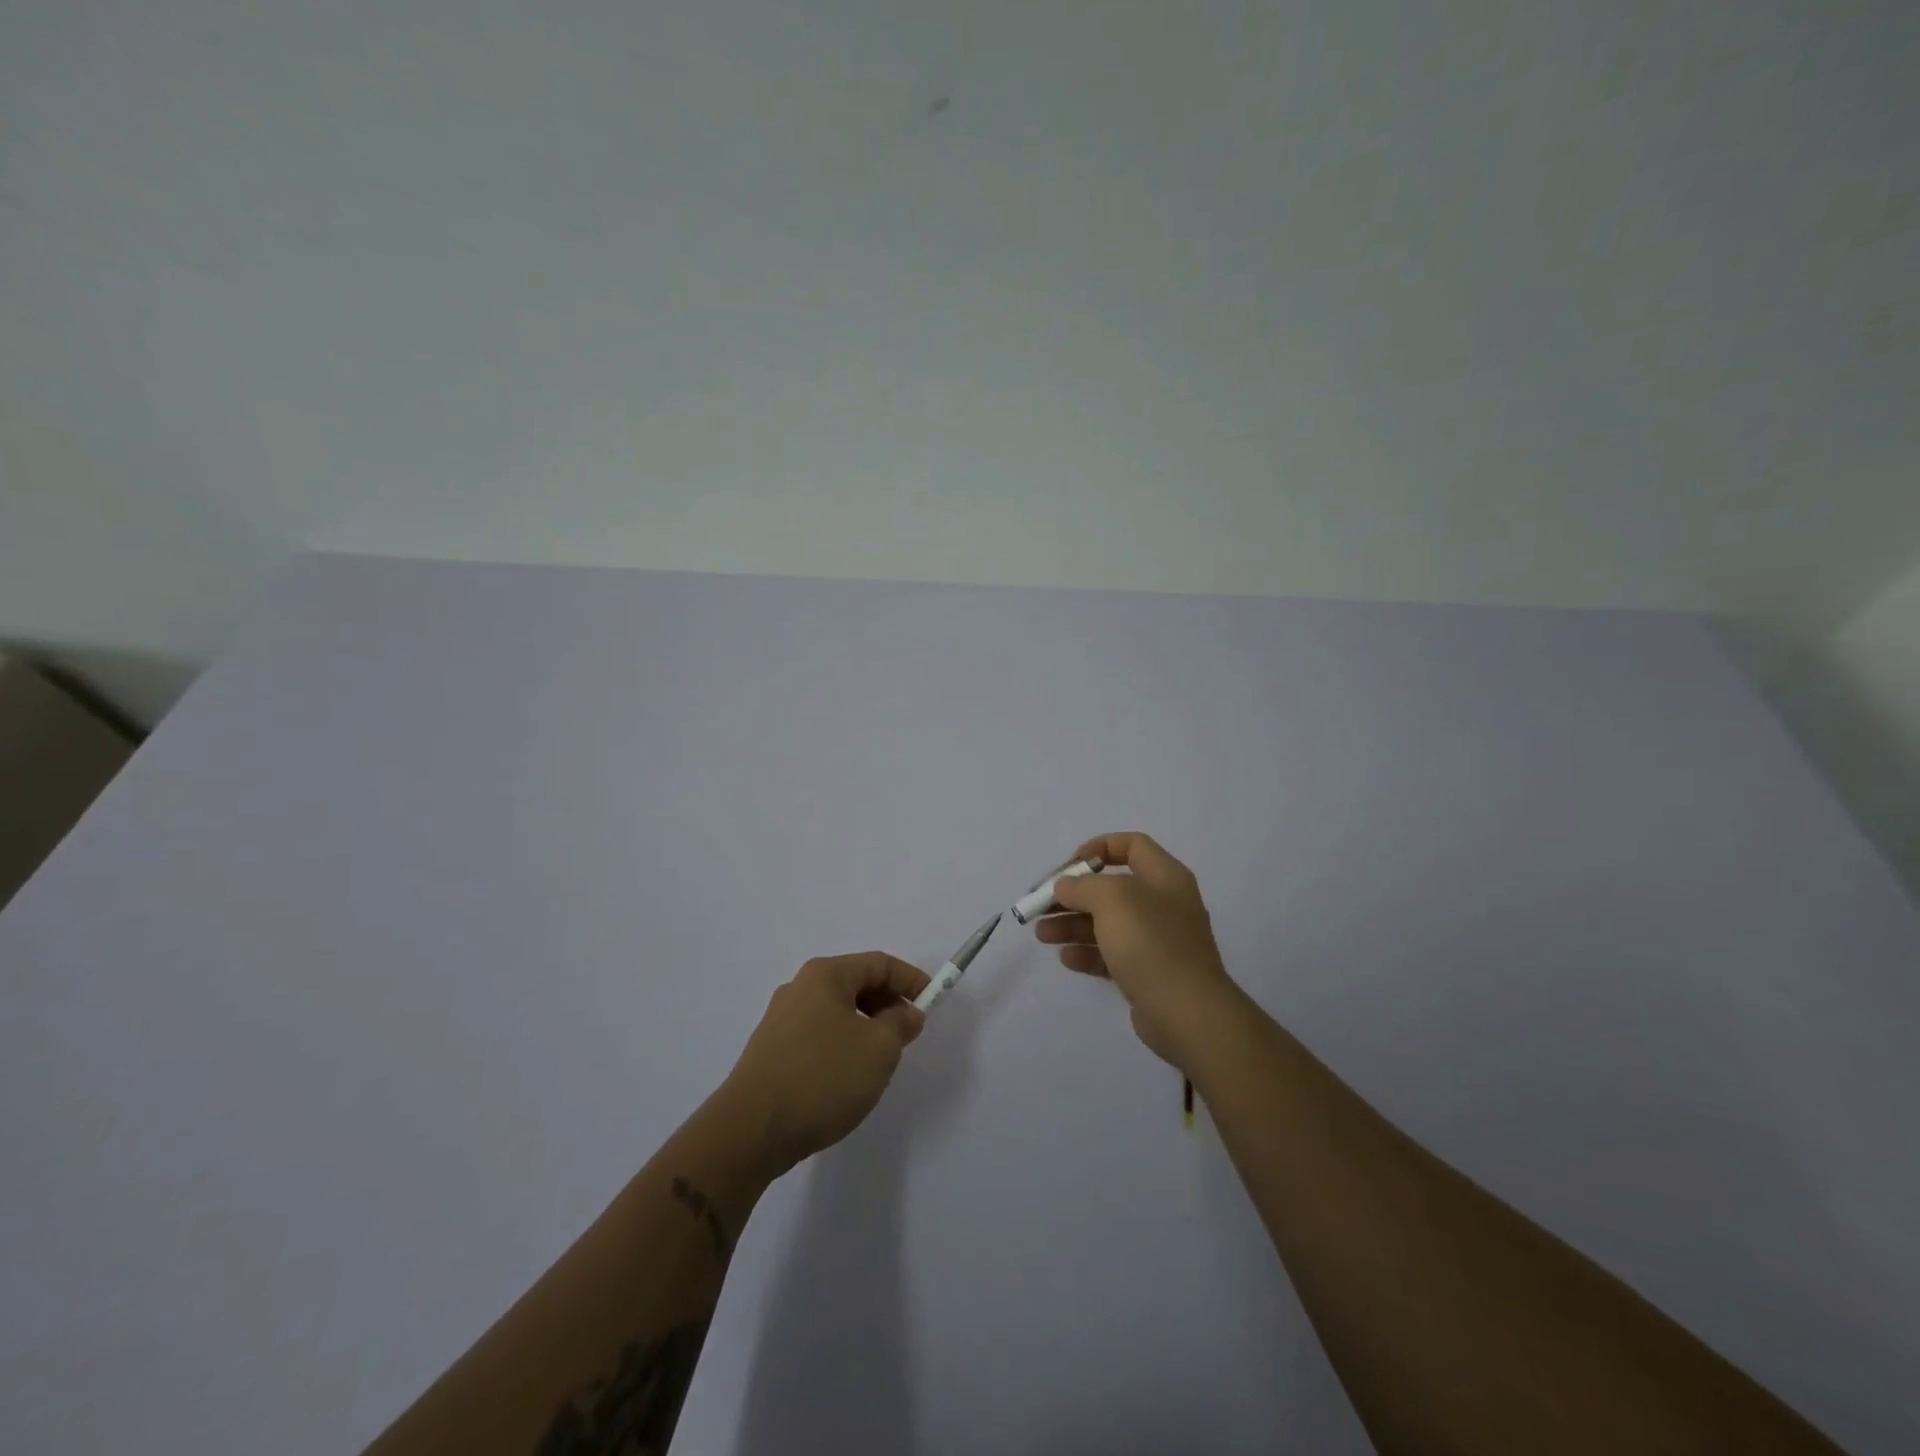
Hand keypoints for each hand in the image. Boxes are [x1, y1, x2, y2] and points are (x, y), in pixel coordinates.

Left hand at [723, 952, 930, 1174]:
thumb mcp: (879, 1049)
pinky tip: (847, 1078)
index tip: (933, 1002)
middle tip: (908, 1034)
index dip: (911, 979)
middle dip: (888, 1004)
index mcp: (825, 975)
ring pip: (837, 1013)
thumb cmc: (823, 1077)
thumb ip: (901, 1024)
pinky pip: (818, 1036)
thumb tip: (906, 1012)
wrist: (750, 1131)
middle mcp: (799, 988)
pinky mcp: (771, 1052)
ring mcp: (780, 1020)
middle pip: (856, 985)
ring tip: (880, 1060)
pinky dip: (842, 1046)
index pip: (878, 963)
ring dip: (866, 1028)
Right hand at [1037, 832, 1244, 1070]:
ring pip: (1107, 923)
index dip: (1099, 847)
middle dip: (1074, 894)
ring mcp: (1157, 941)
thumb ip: (1083, 886)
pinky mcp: (1148, 973)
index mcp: (1165, 877)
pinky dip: (1088, 953)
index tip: (1070, 865)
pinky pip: (1112, 955)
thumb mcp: (1112, 900)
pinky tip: (1066, 958)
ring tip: (1042, 934)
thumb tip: (1065, 887)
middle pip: (1112, 888)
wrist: (1187, 1013)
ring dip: (1072, 924)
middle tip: (1042, 904)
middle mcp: (1164, 904)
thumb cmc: (1151, 944)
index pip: (1132, 845)